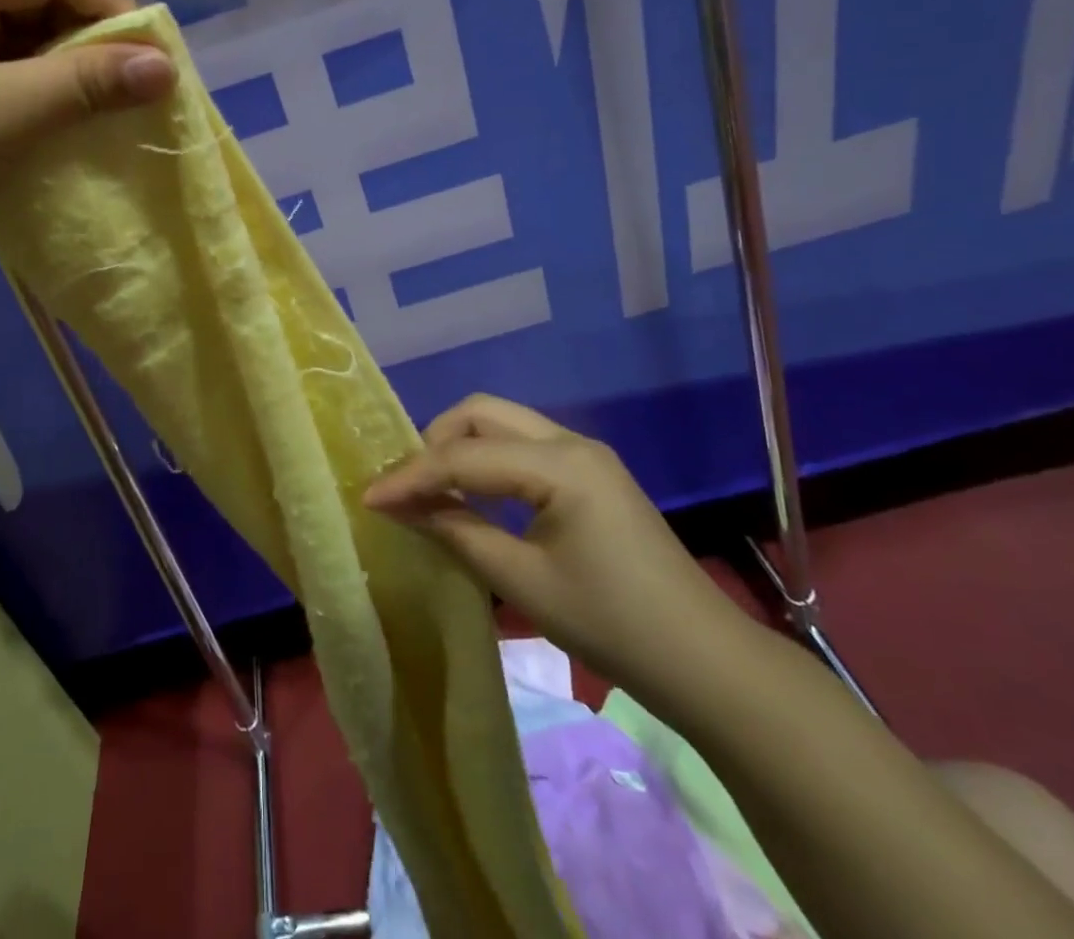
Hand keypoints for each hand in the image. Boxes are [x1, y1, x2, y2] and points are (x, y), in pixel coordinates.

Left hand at [0, 0, 177, 279]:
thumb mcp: (4, 114)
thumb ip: (87, 85)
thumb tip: (167, 67)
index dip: (107, 0)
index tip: (149, 54)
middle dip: (93, 35)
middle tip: (134, 82)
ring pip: (28, 34)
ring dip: (72, 65)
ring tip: (108, 103)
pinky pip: (9, 67)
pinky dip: (45, 87)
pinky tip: (67, 116)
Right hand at [363, 394, 755, 702]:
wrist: (704, 661)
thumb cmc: (611, 624)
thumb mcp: (522, 581)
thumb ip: (456, 532)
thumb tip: (400, 507)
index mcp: (560, 464)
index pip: (465, 456)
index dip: (412, 475)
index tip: (369, 497)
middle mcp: (571, 441)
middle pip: (483, 413)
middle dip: (435, 441)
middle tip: (406, 485)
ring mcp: (585, 454)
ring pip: (503, 424)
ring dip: (461, 447)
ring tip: (429, 487)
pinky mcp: (590, 473)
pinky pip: (523, 446)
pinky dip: (488, 460)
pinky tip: (473, 494)